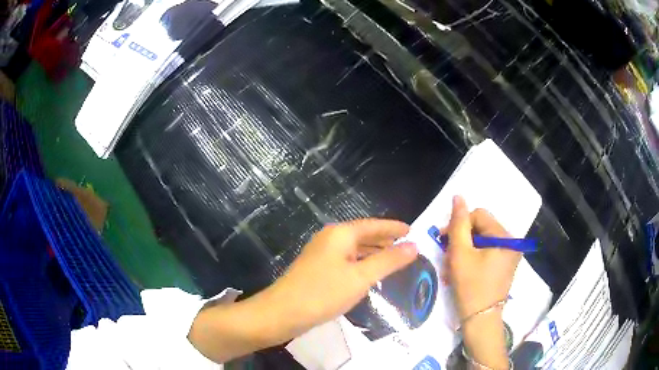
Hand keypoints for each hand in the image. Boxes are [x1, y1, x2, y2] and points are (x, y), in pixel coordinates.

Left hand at [265, 219, 417, 337]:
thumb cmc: (323, 293)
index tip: (412, 230)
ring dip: (374, 253)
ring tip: (394, 260)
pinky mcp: (317, 270)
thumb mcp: (360, 277)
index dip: (393, 227)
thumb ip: (388, 261)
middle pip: (363, 235)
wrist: (282, 313)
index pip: (373, 225)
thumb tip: (414, 245)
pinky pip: (346, 262)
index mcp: (340, 234)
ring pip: (354, 249)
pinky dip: (361, 264)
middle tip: (407, 247)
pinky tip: (369, 275)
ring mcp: (321, 255)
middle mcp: (330, 239)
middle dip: (385, 240)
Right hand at [442, 195, 520, 319]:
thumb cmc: (470, 287)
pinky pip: (487, 252)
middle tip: (447, 256)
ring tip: (452, 267)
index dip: (459, 224)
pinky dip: (473, 258)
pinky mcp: (505, 265)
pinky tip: (462, 270)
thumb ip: (458, 223)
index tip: (442, 240)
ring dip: (465, 250)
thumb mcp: (460, 254)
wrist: (480, 320)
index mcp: (505, 237)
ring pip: (482, 241)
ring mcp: (510, 255)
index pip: (479, 215)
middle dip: (461, 240)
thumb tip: (458, 197)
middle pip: (481, 228)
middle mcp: (512, 242)